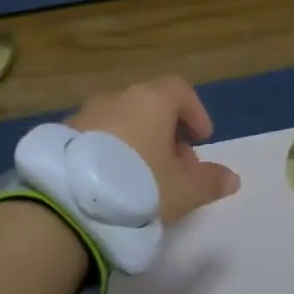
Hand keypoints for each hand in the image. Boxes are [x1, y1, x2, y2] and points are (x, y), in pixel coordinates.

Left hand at [69, 77, 240, 222]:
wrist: (67, 202)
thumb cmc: (139, 186)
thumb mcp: (183, 191)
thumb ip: (210, 181)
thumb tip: (231, 177)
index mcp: (150, 100)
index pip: (180, 91)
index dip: (195, 113)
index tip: (202, 139)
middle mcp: (117, 98)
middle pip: (150, 106)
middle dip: (167, 133)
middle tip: (175, 167)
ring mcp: (85, 114)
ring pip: (121, 121)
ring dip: (137, 142)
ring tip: (143, 178)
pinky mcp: (62, 135)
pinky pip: (96, 136)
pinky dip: (110, 150)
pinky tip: (112, 181)